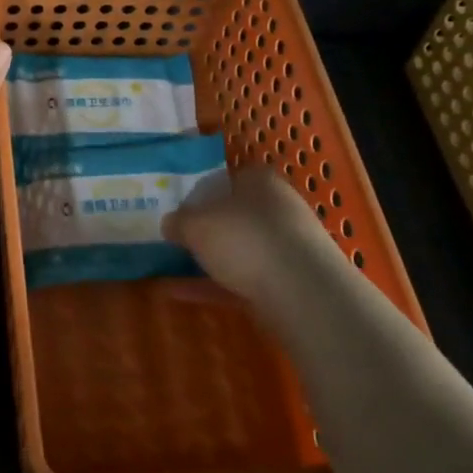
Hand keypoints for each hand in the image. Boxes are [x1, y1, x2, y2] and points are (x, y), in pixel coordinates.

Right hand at [164, 165, 335, 314]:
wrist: (301, 291)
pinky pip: (243, 281)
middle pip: (237, 216)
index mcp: (261, 182)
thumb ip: (179, 221)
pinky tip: (180, 294)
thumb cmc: (244, 238)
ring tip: (173, 269)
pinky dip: (213, 286)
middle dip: (209, 229)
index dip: (205, 191)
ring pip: (241, 251)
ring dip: (210, 260)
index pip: (231, 178)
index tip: (182, 207)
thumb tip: (170, 223)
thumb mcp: (196, 224)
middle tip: (177, 239)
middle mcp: (278, 210)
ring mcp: (286, 249)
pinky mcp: (288, 284)